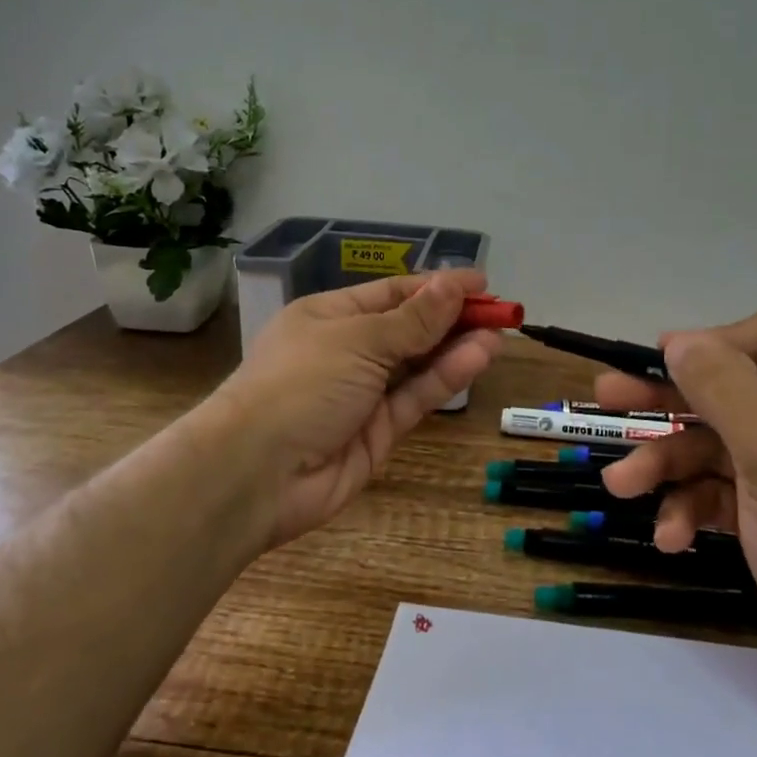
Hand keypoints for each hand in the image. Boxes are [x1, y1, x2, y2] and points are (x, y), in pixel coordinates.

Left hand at [202, 270, 502, 549]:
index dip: (436, 287)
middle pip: (408, 328)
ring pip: (417, 364)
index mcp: (329, 316)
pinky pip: (416, 397)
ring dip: (456, 346)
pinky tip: (479, 357)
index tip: (480, 283)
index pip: (391, 294)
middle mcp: (346, 351)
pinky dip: (446, 377)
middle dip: (452, 317)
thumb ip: (414, 319)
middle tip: (500, 311)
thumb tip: (454, 285)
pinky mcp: (377, 433)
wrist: (256, 473)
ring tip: (499, 332)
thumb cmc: (302, 382)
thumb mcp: (359, 339)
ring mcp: (362, 394)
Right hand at [596, 306, 756, 710]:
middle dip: (669, 401)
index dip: (718, 344)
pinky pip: (717, 492)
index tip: (664, 364)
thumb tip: (678, 341)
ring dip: (666, 464)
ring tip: (621, 487)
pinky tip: (669, 538)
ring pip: (713, 444)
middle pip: (730, 389)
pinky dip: (688, 508)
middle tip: (607, 397)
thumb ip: (726, 388)